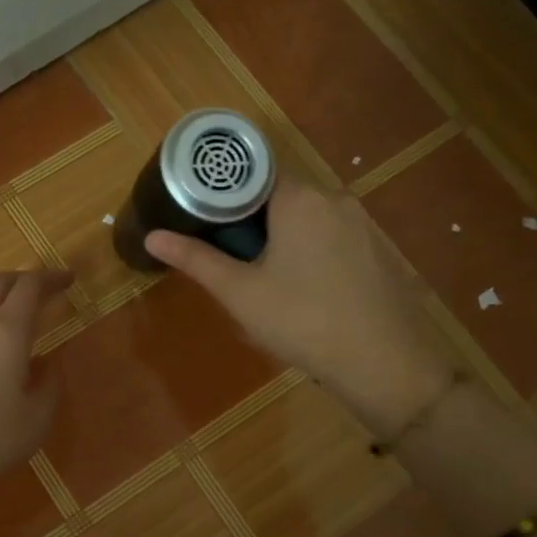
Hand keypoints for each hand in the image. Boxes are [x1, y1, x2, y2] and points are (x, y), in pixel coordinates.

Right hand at [145, 178, 453, 433]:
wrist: (384, 362)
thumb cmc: (302, 321)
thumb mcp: (241, 293)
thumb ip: (197, 260)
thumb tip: (152, 236)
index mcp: (299, 199)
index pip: (254, 174)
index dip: (225, 194)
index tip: (204, 219)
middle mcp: (334, 200)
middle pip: (281, 196)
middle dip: (252, 221)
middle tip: (230, 257)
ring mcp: (362, 226)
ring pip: (308, 220)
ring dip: (282, 240)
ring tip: (263, 279)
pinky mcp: (378, 252)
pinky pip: (333, 239)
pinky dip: (311, 254)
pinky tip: (305, 293)